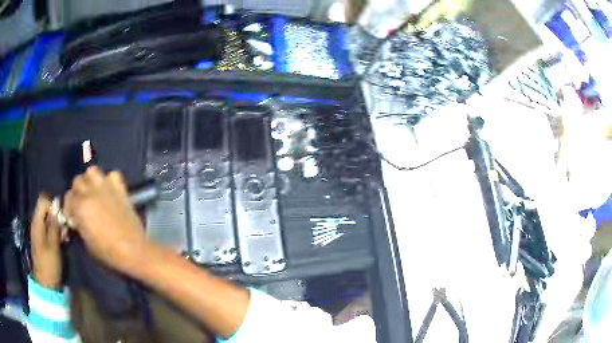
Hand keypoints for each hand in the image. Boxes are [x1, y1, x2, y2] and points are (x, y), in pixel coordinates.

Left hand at [31, 195, 66, 289]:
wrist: (46, 284)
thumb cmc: (49, 264)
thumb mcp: (53, 244)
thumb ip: (54, 223)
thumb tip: (56, 202)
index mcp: (37, 222)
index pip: (43, 200)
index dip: (53, 204)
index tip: (61, 216)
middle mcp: (37, 223)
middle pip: (47, 210)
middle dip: (58, 216)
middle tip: (66, 229)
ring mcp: (40, 232)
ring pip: (50, 220)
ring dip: (59, 226)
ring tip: (66, 237)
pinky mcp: (44, 240)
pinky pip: (51, 229)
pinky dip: (57, 233)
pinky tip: (64, 241)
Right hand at [64, 166, 153, 276]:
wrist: (133, 250)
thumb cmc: (108, 252)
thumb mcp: (86, 242)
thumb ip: (79, 224)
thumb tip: (76, 219)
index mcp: (80, 206)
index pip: (68, 197)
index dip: (69, 207)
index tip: (72, 216)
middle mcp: (91, 192)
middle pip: (77, 181)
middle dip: (77, 191)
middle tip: (81, 203)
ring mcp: (106, 187)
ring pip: (92, 171)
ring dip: (90, 180)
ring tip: (93, 192)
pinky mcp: (120, 188)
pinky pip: (113, 175)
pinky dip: (109, 180)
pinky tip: (109, 191)